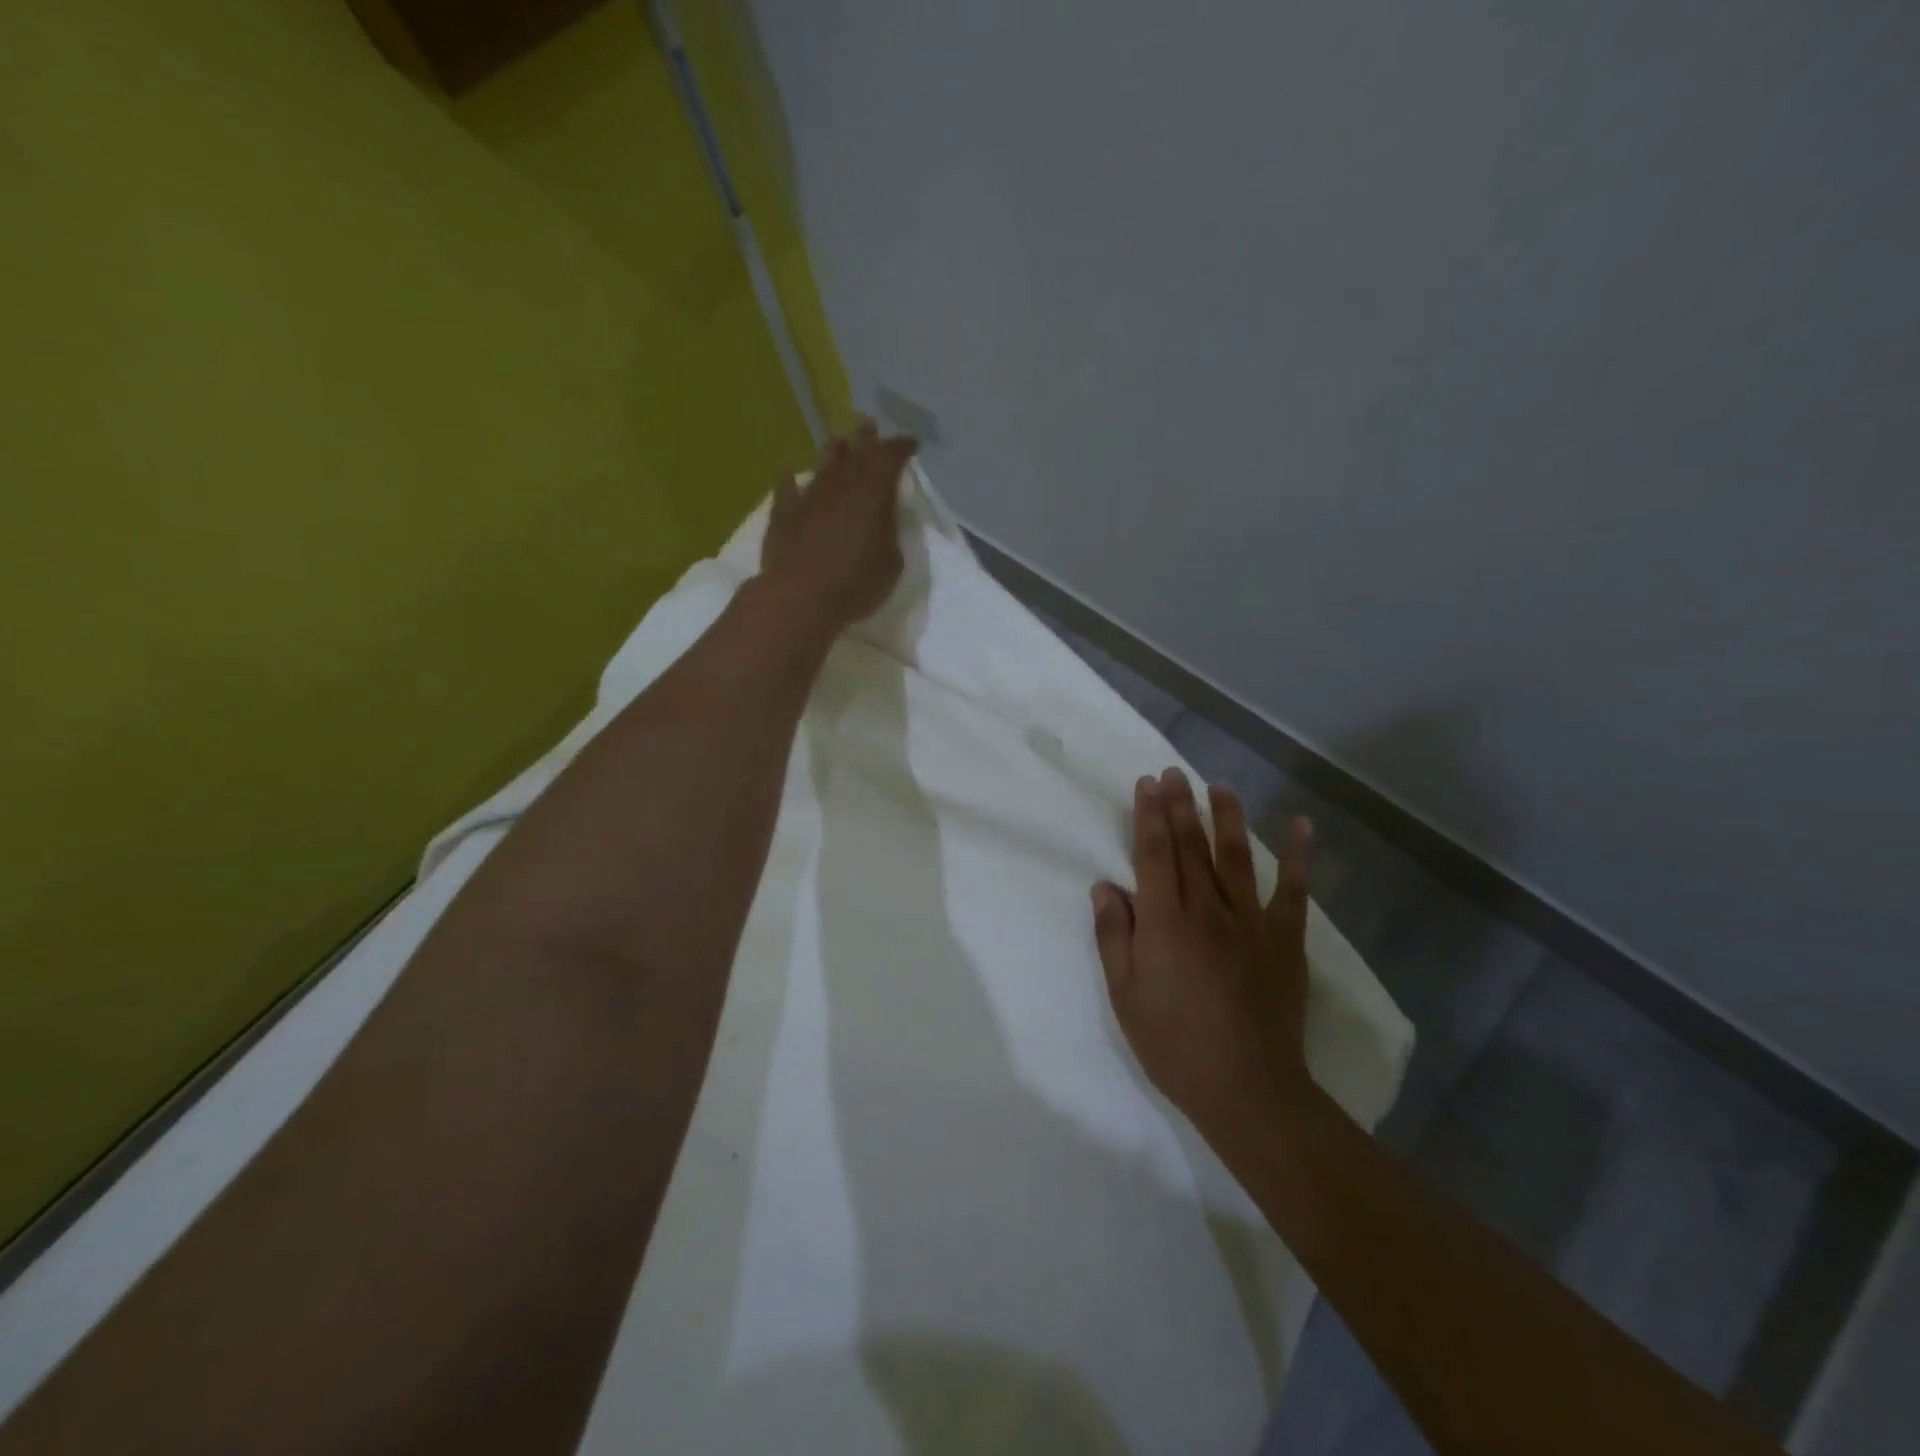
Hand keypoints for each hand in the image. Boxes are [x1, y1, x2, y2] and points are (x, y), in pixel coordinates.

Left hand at [760, 418, 917, 633]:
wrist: (800, 596)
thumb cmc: (856, 583)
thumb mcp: (891, 563)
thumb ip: (890, 534)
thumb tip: (883, 519)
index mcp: (873, 494)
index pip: (889, 459)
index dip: (900, 448)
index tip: (910, 442)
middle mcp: (840, 487)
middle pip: (855, 455)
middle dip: (865, 439)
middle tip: (867, 423)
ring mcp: (809, 499)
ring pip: (822, 467)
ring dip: (832, 454)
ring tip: (837, 441)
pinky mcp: (783, 516)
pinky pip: (786, 491)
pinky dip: (789, 481)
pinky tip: (788, 474)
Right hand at [1092, 769, 1315, 1145]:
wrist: (1248, 1089)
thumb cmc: (1174, 1044)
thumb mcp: (1125, 996)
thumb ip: (1113, 937)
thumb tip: (1105, 888)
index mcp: (1165, 923)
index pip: (1154, 855)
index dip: (1149, 816)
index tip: (1146, 784)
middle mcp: (1208, 910)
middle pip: (1191, 847)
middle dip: (1180, 806)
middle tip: (1173, 772)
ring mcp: (1252, 923)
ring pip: (1237, 857)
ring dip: (1227, 818)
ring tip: (1219, 786)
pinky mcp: (1285, 941)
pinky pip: (1294, 891)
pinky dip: (1299, 857)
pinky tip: (1301, 826)